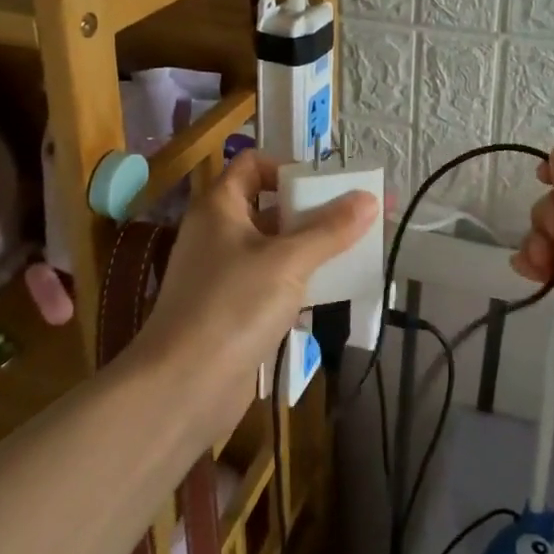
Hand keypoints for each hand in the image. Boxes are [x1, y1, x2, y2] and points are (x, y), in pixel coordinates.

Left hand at [135, 150, 375, 446]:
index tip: (327, 186)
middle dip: (314, 210)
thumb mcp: (288, 261)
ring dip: (313, 248)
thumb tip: (370, 198)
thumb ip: (330, 229)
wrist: (183, 389)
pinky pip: (273, 282)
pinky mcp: (234, 310)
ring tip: (357, 251)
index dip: (288, 168)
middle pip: (271, 206)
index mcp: (220, 207)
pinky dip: (301, 281)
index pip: (253, 165)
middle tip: (358, 218)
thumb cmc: (232, 307)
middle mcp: (219, 233)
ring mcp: (224, 274)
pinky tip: (335, 291)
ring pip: (276, 247)